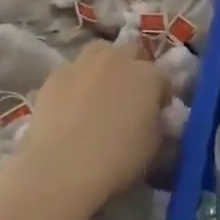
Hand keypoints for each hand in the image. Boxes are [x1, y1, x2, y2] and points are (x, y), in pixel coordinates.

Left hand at [12, 40, 167, 214]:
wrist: (63, 168)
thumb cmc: (118, 160)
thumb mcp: (155, 146)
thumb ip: (158, 122)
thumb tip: (153, 117)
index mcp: (148, 76)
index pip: (163, 78)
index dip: (161, 95)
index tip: (157, 113)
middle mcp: (117, 59)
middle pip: (131, 52)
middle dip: (134, 68)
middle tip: (129, 96)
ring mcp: (83, 63)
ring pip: (99, 52)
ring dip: (104, 65)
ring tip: (99, 92)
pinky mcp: (55, 75)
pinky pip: (72, 71)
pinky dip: (76, 82)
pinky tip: (71, 105)